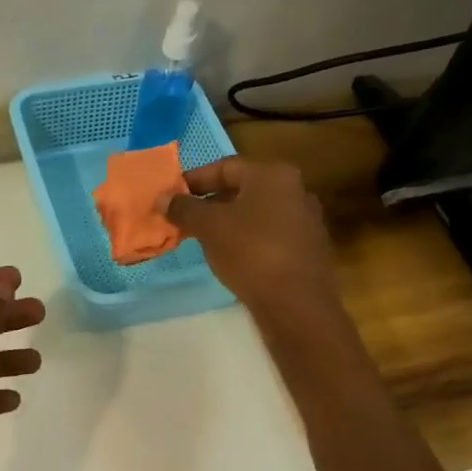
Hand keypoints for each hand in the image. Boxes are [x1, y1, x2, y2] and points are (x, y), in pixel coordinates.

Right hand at [162, 158, 339, 324]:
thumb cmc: (251, 253)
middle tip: (183, 219)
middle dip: (209, 203)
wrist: (296, 303)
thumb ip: (184, 209)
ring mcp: (304, 220)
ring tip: (201, 240)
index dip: (194, 180)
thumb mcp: (210, 227)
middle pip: (242, 189)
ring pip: (255, 213)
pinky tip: (230, 257)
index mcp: (273, 175)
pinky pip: (268, 234)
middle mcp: (294, 190)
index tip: (171, 197)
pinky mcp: (306, 248)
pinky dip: (246, 239)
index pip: (225, 167)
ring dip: (227, 222)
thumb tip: (164, 198)